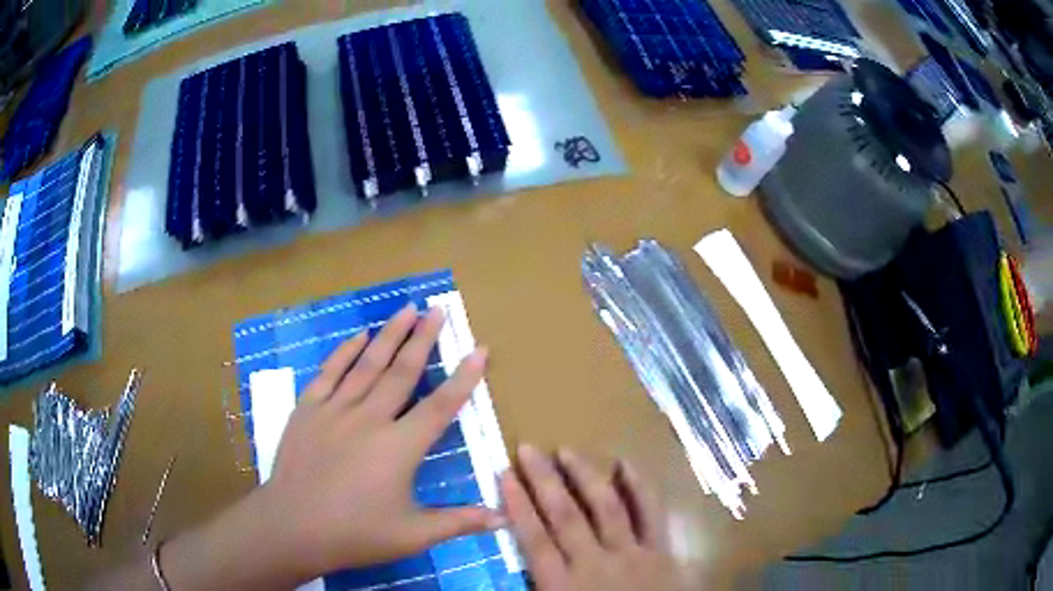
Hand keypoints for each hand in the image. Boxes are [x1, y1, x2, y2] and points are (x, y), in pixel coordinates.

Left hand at [156, 305, 500, 590]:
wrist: (293, 526)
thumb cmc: (356, 533)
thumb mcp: (413, 535)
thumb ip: (458, 522)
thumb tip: (503, 519)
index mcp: (399, 448)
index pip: (439, 406)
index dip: (463, 379)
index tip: (478, 350)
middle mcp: (369, 419)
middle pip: (402, 372)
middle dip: (423, 339)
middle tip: (437, 309)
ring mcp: (335, 410)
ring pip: (367, 364)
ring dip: (389, 335)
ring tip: (407, 309)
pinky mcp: (308, 409)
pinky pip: (329, 372)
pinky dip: (345, 351)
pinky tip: (358, 335)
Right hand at [501, 445, 683, 590]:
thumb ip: (534, 590)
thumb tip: (501, 580)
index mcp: (564, 586)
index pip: (534, 539)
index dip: (518, 505)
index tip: (504, 474)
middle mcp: (595, 564)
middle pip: (565, 516)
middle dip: (544, 481)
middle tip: (529, 449)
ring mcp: (632, 554)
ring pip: (606, 508)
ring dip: (585, 477)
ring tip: (567, 450)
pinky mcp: (662, 551)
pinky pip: (652, 514)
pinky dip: (640, 488)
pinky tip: (626, 463)